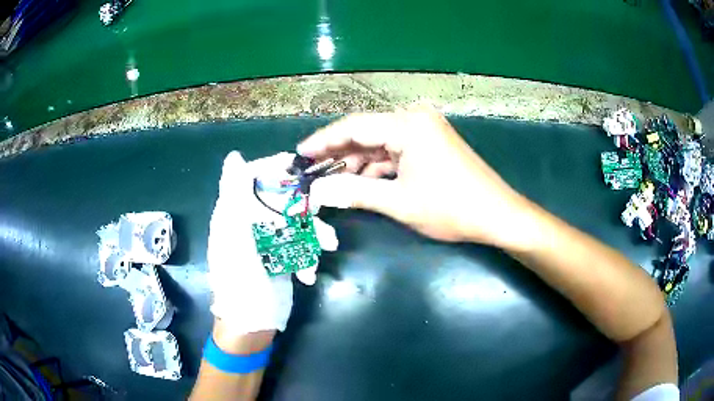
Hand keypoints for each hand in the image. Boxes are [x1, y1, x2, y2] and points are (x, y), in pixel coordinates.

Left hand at [207, 152, 337, 335]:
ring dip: (312, 234)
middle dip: (302, 205)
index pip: (250, 178)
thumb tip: (233, 156)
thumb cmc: (239, 283)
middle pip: (278, 199)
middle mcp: (248, 223)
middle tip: (326, 205)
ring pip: (294, 222)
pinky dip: (306, 257)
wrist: (253, 325)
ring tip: (329, 246)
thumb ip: (234, 198)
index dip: (271, 167)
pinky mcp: (281, 257)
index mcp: (233, 214)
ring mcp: (266, 241)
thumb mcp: (233, 239)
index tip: (297, 165)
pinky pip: (299, 245)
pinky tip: (307, 274)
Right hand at [299, 108, 533, 247]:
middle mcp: (415, 118)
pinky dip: (378, 165)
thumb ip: (354, 192)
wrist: (497, 214)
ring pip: (380, 142)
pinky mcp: (431, 142)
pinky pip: (396, 149)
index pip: (354, 127)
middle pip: (366, 132)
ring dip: (358, 162)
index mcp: (407, 124)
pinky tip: (361, 180)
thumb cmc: (450, 208)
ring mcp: (425, 129)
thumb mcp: (398, 202)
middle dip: (338, 153)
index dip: (323, 141)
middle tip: (312, 170)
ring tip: (332, 180)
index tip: (299, 154)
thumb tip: (318, 194)